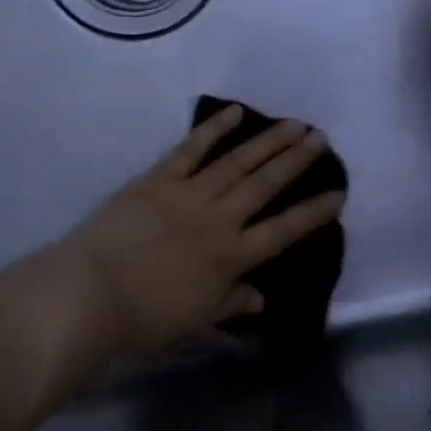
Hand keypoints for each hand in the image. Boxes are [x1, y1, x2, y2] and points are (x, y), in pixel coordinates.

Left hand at [55, 105, 345, 360]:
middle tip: (320, 138)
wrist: (92, 293)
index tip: (338, 194)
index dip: (313, 213)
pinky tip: (234, 112)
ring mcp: (189, 194)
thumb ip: (232, 302)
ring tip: (293, 124)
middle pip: (265, 185)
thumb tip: (261, 298)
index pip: (283, 232)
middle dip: (296, 161)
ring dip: (267, 142)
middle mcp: (219, 219)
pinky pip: (190, 150)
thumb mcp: (196, 319)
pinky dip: (212, 130)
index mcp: (232, 257)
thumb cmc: (145, 317)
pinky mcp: (158, 180)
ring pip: (237, 162)